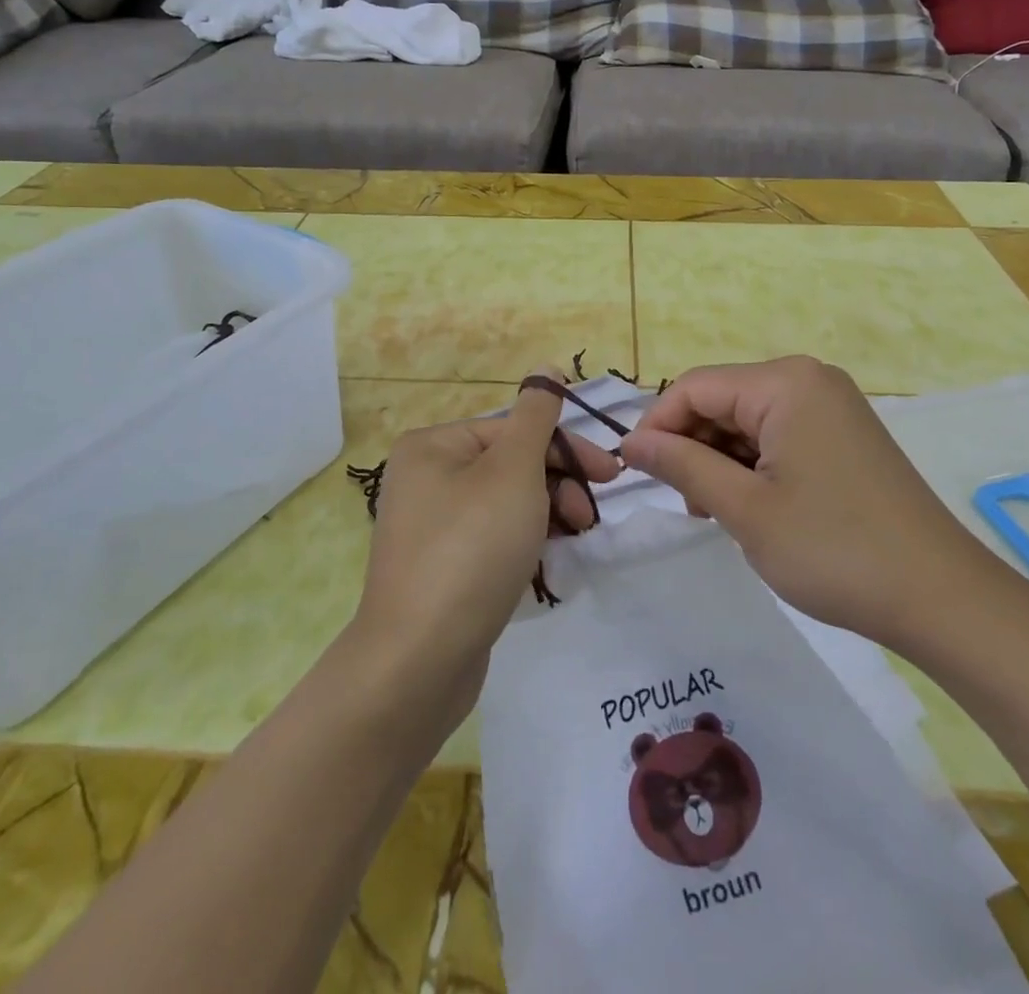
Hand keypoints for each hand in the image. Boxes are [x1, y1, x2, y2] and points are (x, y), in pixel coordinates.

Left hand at [355, 371, 619, 706]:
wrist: (418, 660)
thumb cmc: (471, 550)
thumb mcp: (513, 472)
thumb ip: (536, 415)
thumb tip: (547, 368)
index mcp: (434, 445)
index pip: (515, 429)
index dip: (567, 449)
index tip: (611, 477)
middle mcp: (424, 478)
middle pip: (509, 465)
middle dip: (557, 487)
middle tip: (589, 518)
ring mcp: (429, 526)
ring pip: (505, 504)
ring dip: (546, 516)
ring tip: (571, 543)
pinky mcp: (439, 568)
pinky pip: (491, 540)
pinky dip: (522, 545)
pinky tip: (545, 566)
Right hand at [619, 356, 1010, 653]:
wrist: (942, 598)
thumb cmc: (834, 549)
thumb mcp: (745, 509)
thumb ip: (682, 466)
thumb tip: (631, 444)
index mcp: (785, 382)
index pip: (694, 387)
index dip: (656, 425)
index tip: (633, 472)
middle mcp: (808, 380)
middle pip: (722, 399)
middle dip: (692, 445)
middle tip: (684, 504)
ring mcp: (830, 406)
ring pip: (747, 420)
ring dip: (720, 460)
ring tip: (715, 513)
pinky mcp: (843, 435)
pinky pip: (777, 435)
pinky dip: (752, 465)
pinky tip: (750, 506)